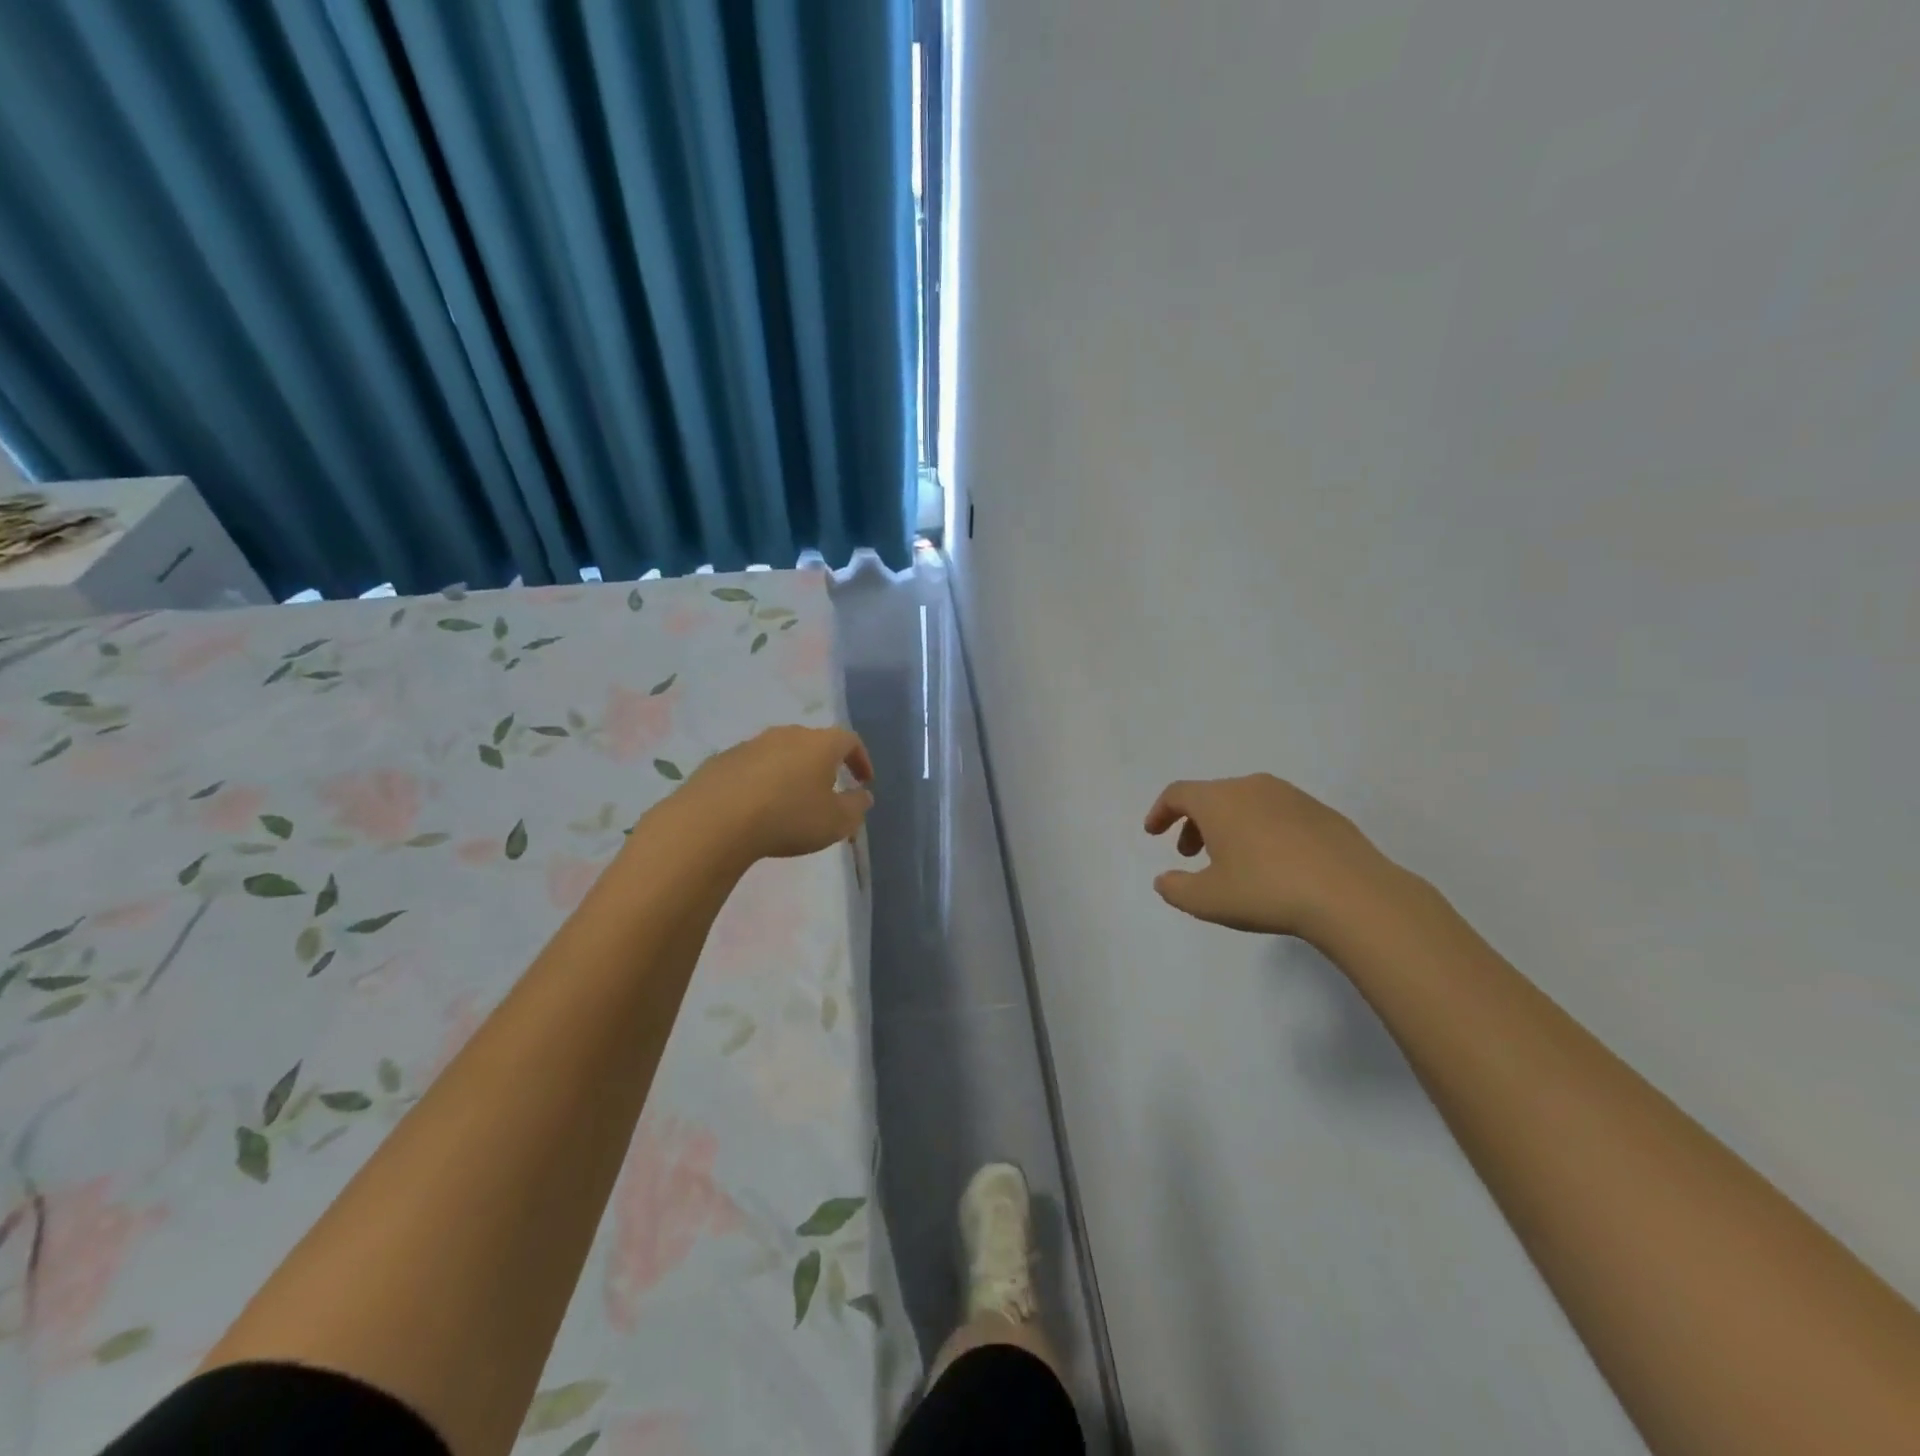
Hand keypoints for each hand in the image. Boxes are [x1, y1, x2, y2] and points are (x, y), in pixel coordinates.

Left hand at [676, 725, 874, 865]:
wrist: (714, 821)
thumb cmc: (788, 818)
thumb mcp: (836, 822)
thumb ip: (856, 807)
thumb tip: (863, 795)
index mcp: (820, 744)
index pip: (849, 741)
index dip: (860, 760)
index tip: (863, 781)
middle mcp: (787, 735)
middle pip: (813, 743)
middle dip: (824, 765)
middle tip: (828, 791)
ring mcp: (751, 744)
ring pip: (780, 753)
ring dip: (790, 772)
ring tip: (790, 801)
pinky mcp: (722, 760)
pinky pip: (752, 767)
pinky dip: (761, 782)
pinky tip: (756, 807)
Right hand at [1144, 774, 1405, 942]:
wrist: (1351, 895)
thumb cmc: (1266, 891)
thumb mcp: (1207, 900)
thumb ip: (1176, 889)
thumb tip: (1164, 880)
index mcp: (1219, 800)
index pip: (1178, 794)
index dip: (1160, 812)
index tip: (1154, 833)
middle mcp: (1251, 787)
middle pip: (1211, 796)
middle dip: (1194, 823)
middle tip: (1190, 854)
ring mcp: (1291, 796)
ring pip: (1245, 802)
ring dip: (1228, 825)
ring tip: (1232, 861)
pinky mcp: (1321, 812)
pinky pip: (1276, 813)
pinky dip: (1261, 830)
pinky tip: (1273, 863)